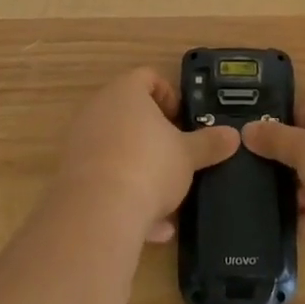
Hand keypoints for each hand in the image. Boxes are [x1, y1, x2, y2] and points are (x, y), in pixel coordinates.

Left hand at [55, 68, 240, 241]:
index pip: (148, 77)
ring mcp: (81, 142)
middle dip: (154, 136)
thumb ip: (210, 143)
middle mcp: (98, 110)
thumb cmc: (149, 166)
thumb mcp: (188, 155)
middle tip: (176, 154)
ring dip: (141, 170)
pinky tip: (149, 226)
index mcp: (126, 92)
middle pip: (129, 113)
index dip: (169, 95)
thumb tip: (233, 136)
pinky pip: (105, 179)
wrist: (98, 213)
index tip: (182, 120)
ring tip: (166, 199)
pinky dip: (125, 196)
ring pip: (117, 150)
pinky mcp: (71, 176)